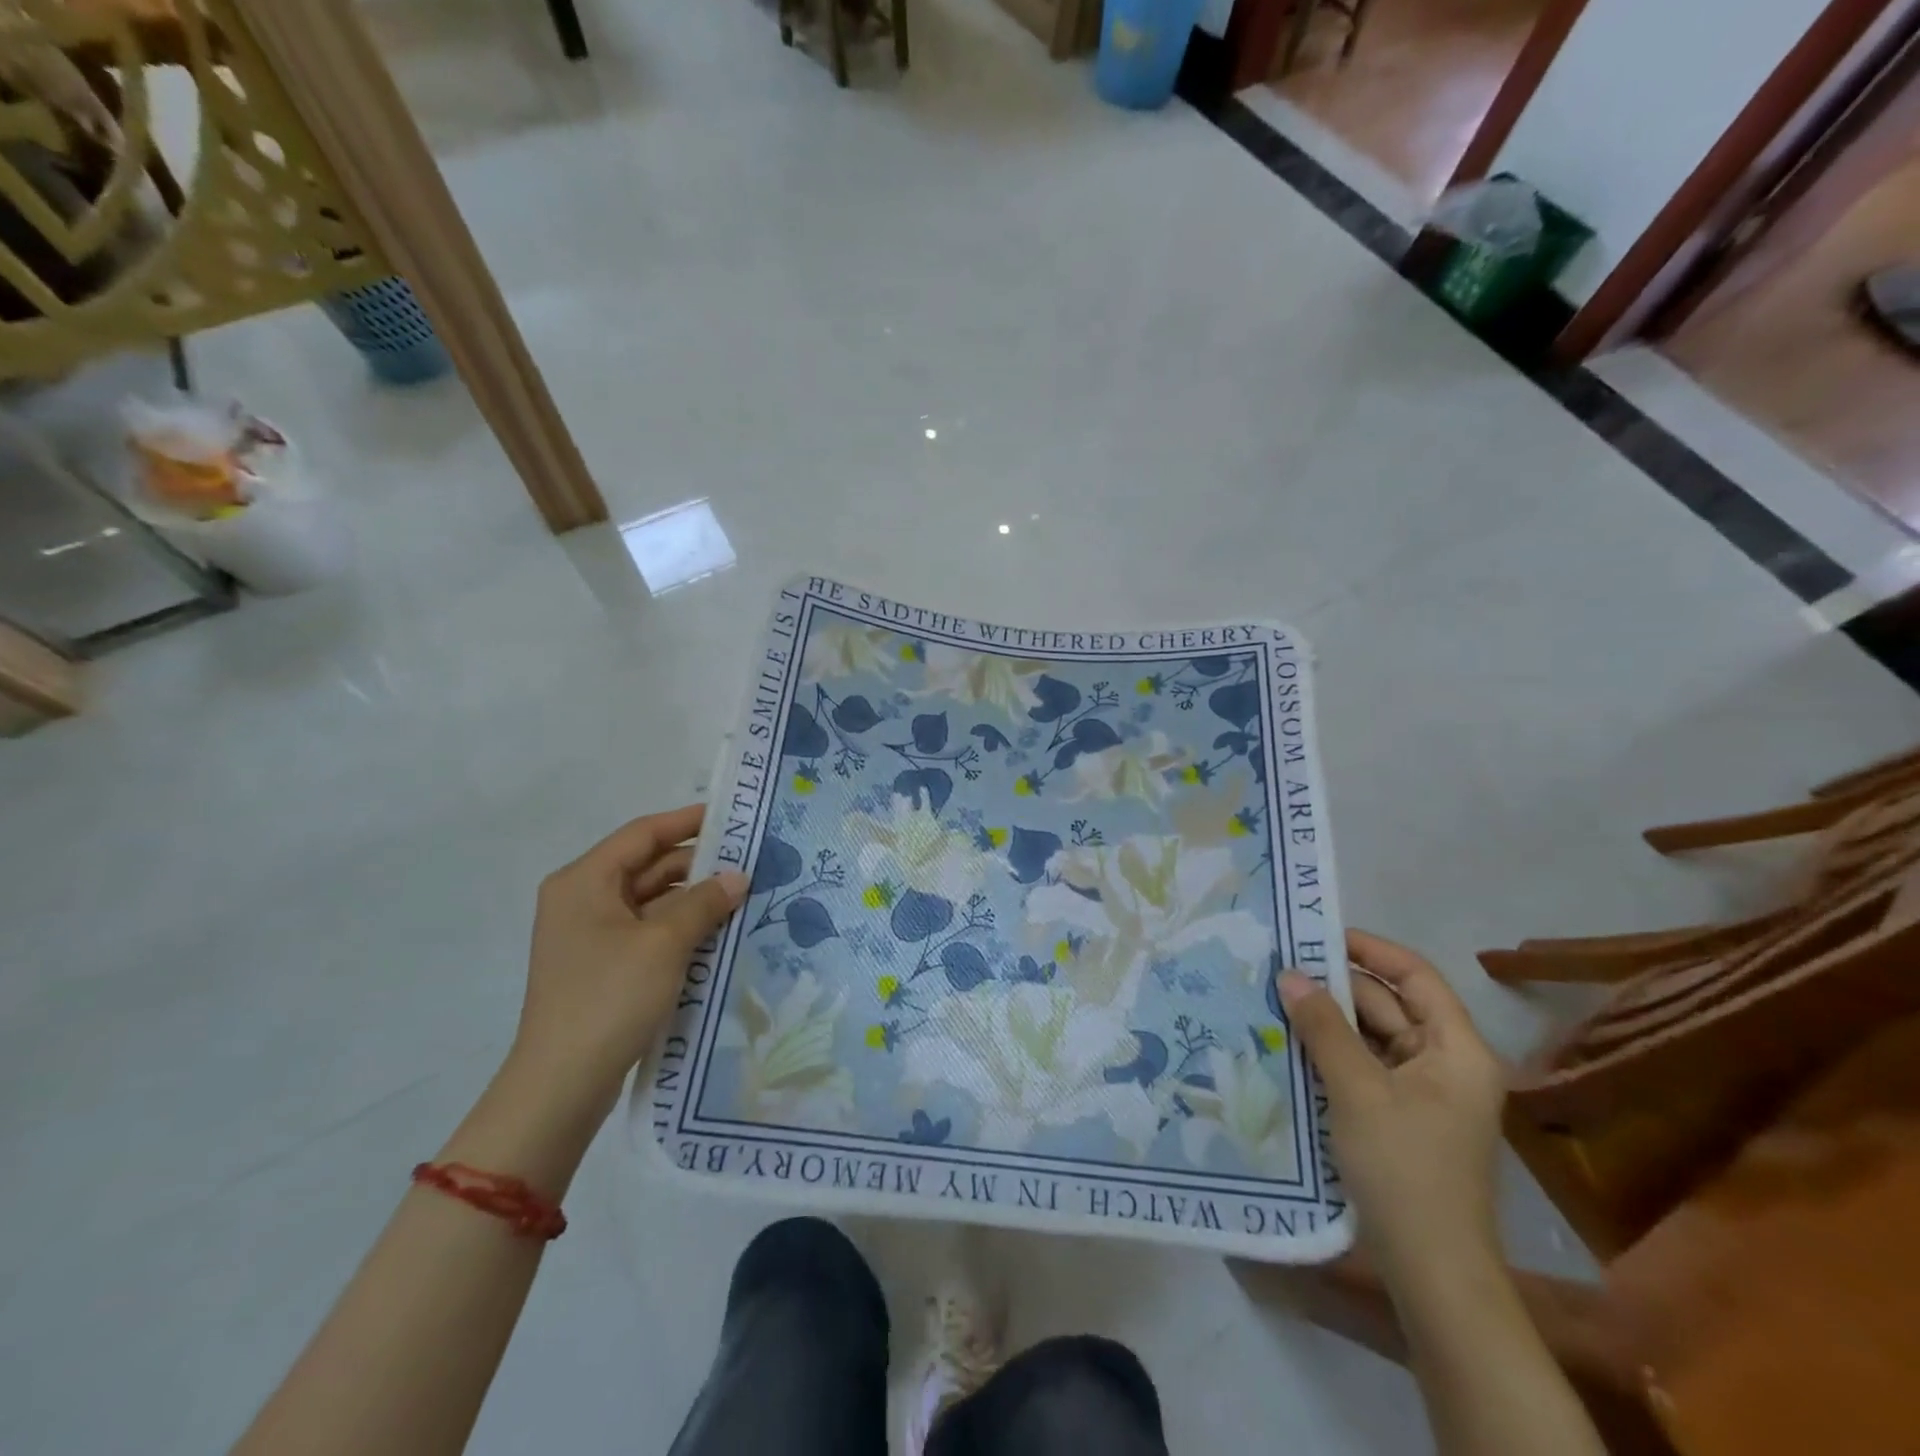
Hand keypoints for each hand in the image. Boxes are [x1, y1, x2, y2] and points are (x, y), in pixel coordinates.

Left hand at [511, 805, 747, 1117]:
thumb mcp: (664, 943)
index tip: (730, 816)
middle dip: (697, 863)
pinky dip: (680, 926)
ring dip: (693, 897)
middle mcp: (582, 900)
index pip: (642, 834)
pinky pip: (648, 930)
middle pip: (646, 866)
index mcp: (584, 881)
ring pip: (650, 900)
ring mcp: (591, 935)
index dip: (687, 821)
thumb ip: (704, 902)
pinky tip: (719, 930)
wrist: (562, 1084)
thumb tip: (738, 876)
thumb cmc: (609, 997)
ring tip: (743, 894)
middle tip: (749, 860)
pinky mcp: (603, 965)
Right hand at [1278, 931, 1505, 1276]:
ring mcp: (1425, 1092)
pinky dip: (1332, 1051)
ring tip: (1276, 997)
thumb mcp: (1357, 1090)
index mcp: (1457, 1049)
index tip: (1317, 935)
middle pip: (1390, 1005)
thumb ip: (1323, 1027)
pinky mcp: (1401, 1115)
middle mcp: (1447, 1063)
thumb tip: (1289, 974)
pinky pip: (1365, 1065)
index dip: (1369, 949)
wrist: (1431, 1271)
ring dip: (1330, 1019)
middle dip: (1337, 985)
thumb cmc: (1405, 1169)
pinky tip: (1291, 1041)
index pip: (1415, 975)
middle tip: (1280, 967)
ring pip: (1373, 1036)